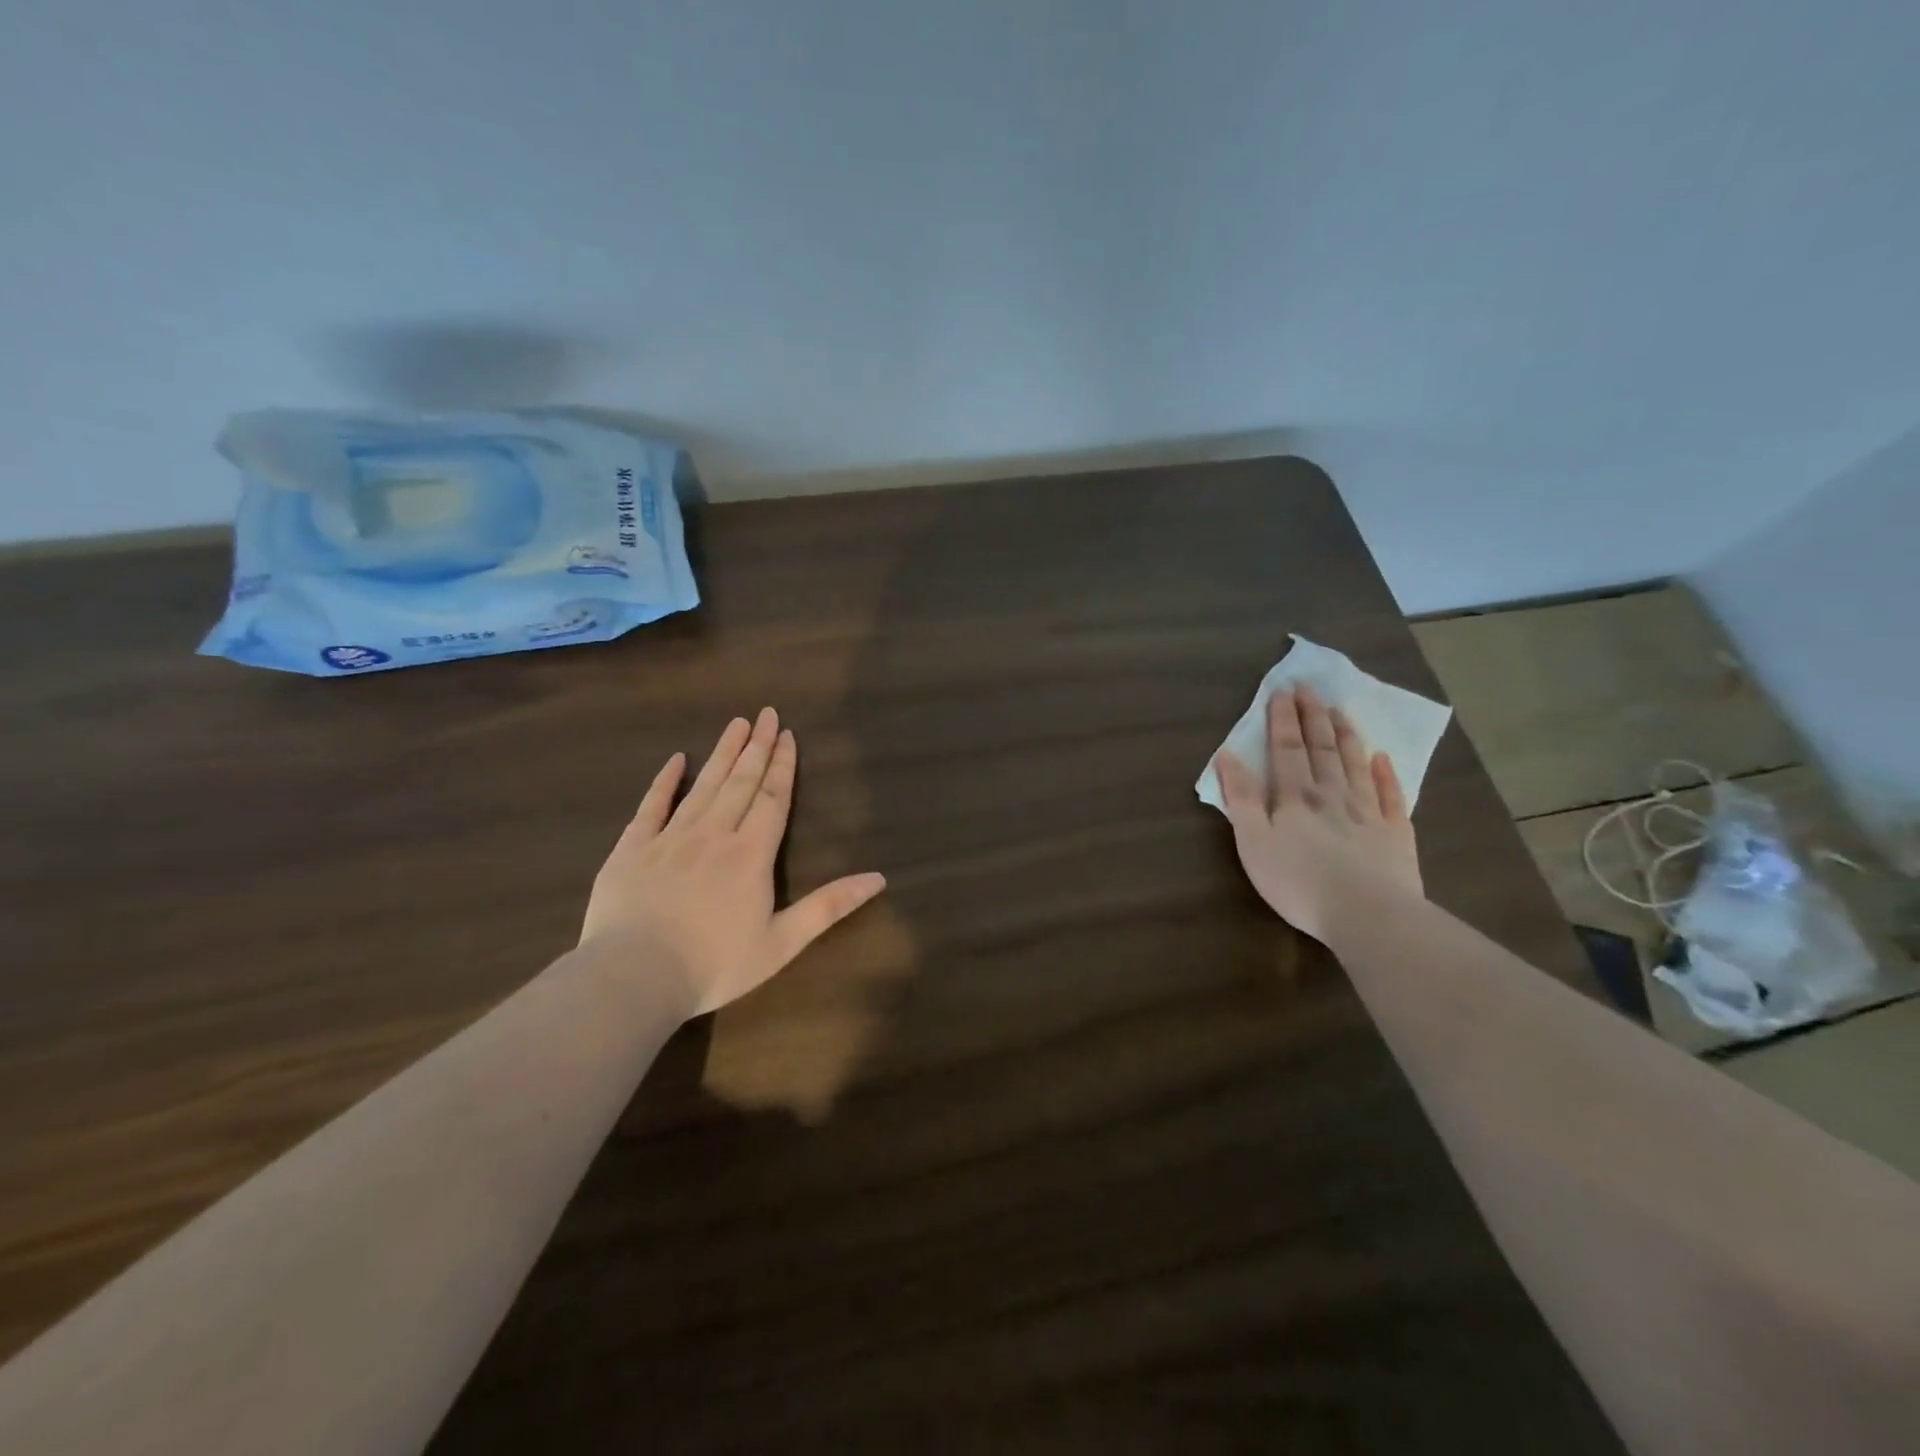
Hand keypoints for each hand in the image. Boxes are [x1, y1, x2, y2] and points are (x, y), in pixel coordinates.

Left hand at [580, 707, 886, 1016]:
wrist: (634, 976)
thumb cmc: (715, 964)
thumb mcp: (782, 942)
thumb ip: (829, 906)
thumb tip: (879, 877)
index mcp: (751, 854)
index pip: (772, 798)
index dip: (782, 766)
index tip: (787, 734)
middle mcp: (714, 834)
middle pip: (740, 782)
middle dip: (757, 747)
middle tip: (766, 714)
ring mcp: (670, 838)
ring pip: (703, 786)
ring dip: (722, 754)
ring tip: (736, 724)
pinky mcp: (632, 849)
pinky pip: (652, 806)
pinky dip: (664, 782)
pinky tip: (676, 760)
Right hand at [1215, 683, 1421, 941]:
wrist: (1367, 915)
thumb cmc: (1298, 882)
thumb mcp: (1253, 842)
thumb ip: (1241, 798)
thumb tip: (1228, 755)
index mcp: (1294, 797)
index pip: (1287, 749)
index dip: (1283, 719)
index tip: (1282, 690)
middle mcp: (1332, 795)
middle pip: (1321, 749)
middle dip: (1312, 716)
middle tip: (1310, 686)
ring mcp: (1367, 812)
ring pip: (1355, 764)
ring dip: (1346, 736)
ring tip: (1339, 710)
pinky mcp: (1395, 834)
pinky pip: (1391, 796)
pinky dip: (1386, 775)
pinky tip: (1383, 758)